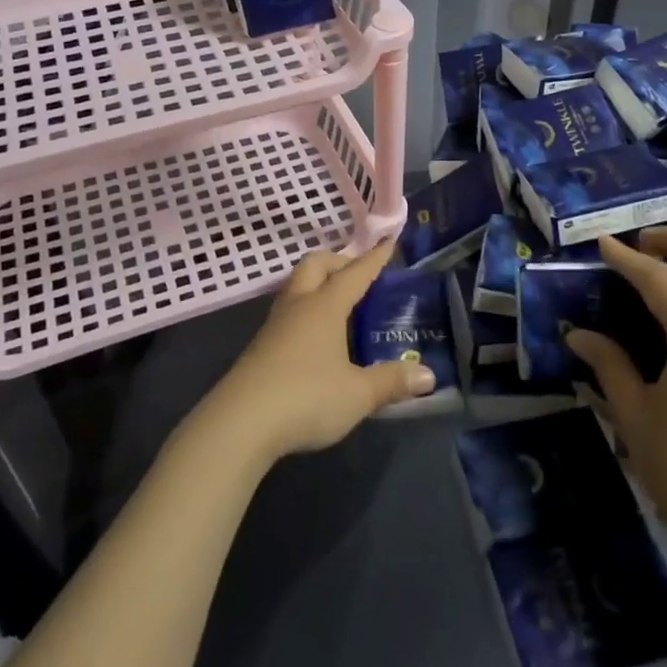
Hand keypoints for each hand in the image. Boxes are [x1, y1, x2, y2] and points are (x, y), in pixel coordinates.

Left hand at [197, 241, 434, 464]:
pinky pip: (287, 314)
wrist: (240, 424)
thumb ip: (391, 382)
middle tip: (357, 275)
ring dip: (317, 286)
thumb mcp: (358, 394)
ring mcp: (274, 326)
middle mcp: (298, 306)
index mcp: (325, 307)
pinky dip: (305, 312)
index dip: (373, 259)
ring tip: (338, 305)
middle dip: (337, 262)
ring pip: (296, 288)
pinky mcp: (260, 348)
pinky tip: (315, 339)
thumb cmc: (306, 397)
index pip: (354, 274)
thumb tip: (427, 375)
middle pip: (314, 265)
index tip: (387, 242)